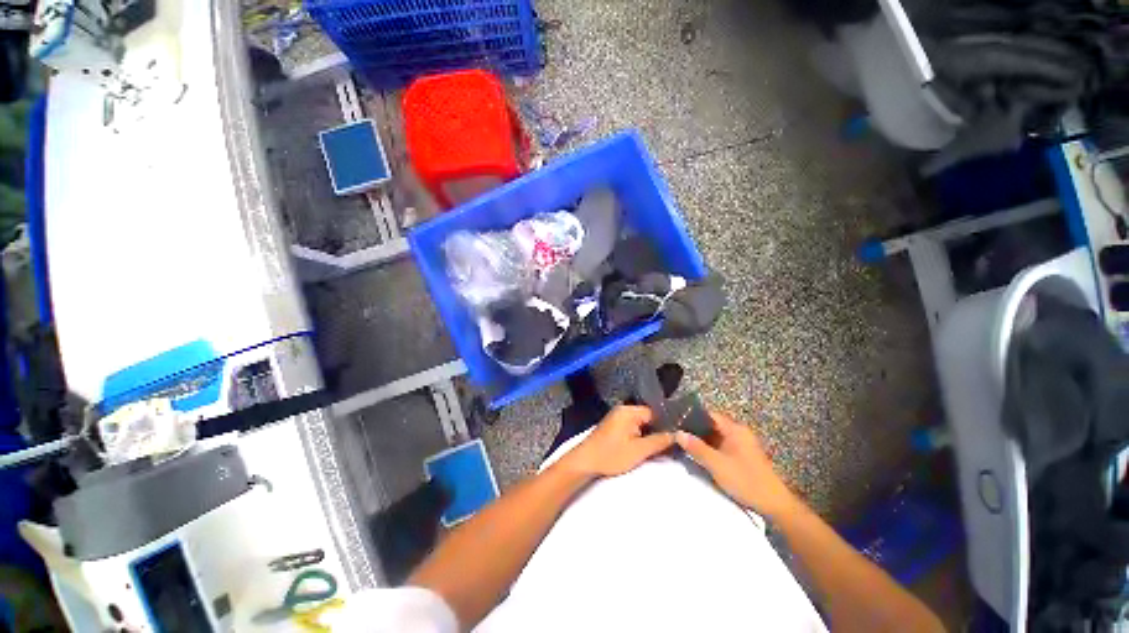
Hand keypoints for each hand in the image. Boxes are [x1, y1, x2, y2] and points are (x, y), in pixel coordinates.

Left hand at [561, 405, 673, 477]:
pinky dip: (639, 435)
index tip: (677, 436)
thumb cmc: (612, 455)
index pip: (655, 412)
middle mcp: (623, 410)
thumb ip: (659, 441)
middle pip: (647, 417)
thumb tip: (677, 434)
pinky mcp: (613, 425)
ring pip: (640, 423)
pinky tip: (644, 446)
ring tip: (659, 447)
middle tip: (670, 444)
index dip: (666, 424)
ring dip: (648, 434)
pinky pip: (632, 426)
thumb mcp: (639, 450)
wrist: (585, 461)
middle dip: (657, 430)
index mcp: (629, 411)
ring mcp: (617, 417)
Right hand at [675, 411, 798, 518]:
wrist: (774, 504)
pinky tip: (697, 455)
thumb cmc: (745, 480)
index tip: (676, 422)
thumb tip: (677, 433)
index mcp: (735, 429)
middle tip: (675, 434)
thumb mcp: (717, 464)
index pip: (709, 415)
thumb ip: (696, 447)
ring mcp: (741, 445)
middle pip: (711, 425)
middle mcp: (738, 433)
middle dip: (694, 430)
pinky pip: (721, 446)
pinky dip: (709, 449)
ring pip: (715, 437)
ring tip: (682, 444)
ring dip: (701, 441)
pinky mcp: (742, 456)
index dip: (691, 416)